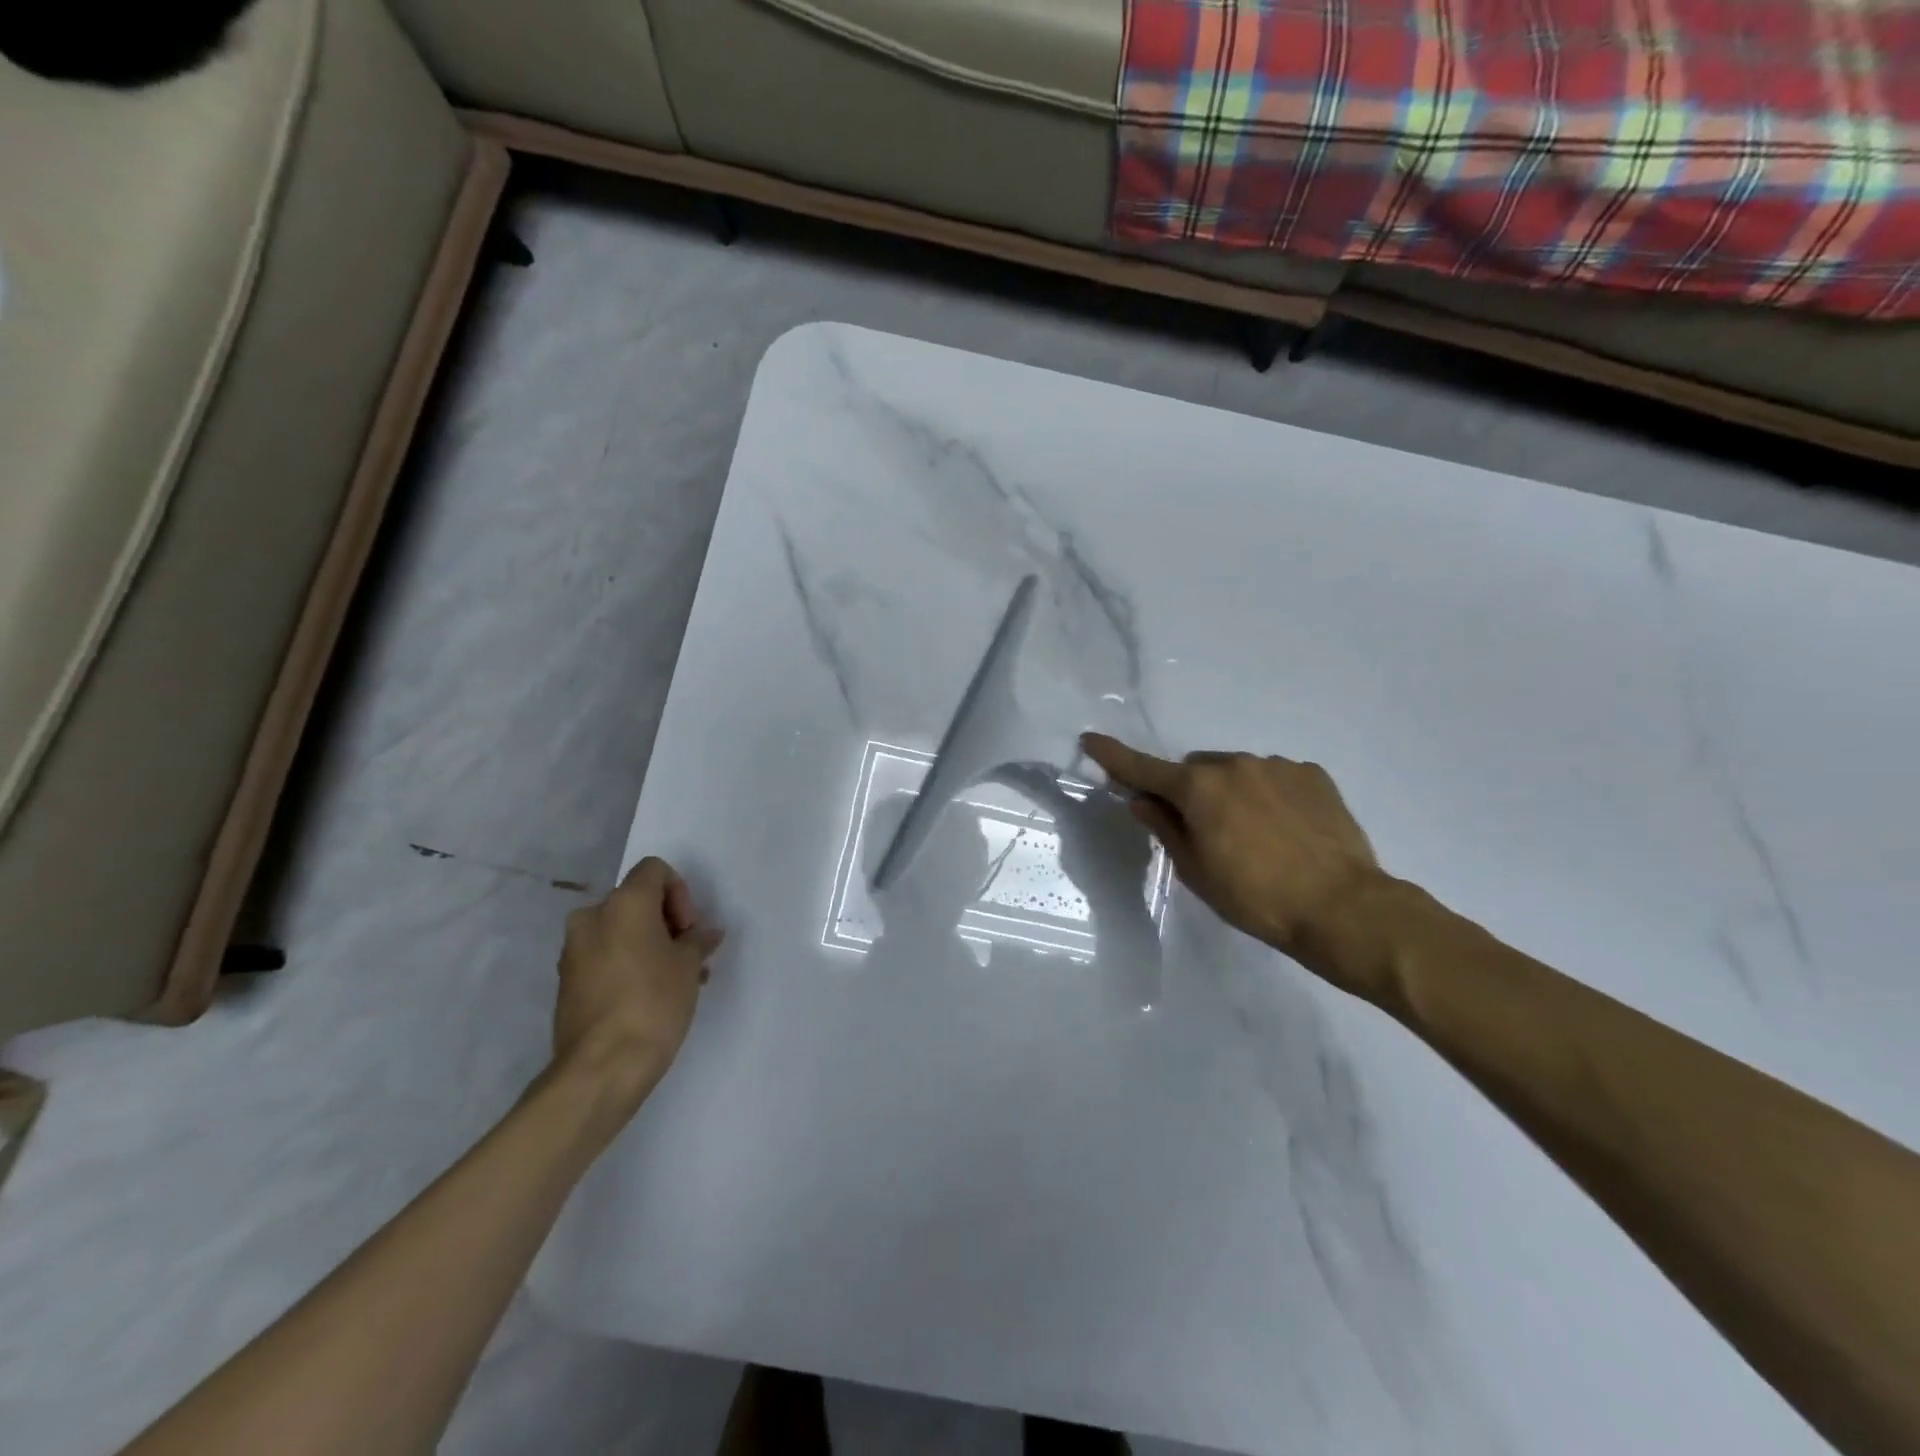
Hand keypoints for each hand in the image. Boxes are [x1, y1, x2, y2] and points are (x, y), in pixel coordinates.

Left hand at [550, 857, 724, 1116]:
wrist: (601, 1068)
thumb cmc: (653, 1003)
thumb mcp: (688, 966)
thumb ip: (697, 941)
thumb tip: (705, 934)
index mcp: (623, 903)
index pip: (654, 870)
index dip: (679, 893)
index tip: (688, 929)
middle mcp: (592, 917)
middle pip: (636, 901)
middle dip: (665, 922)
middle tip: (688, 955)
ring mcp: (574, 951)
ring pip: (620, 931)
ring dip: (648, 945)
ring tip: (676, 981)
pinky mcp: (567, 982)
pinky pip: (604, 957)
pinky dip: (627, 964)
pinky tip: (650, 995)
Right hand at [1082, 734, 1391, 993]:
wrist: (1343, 907)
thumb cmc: (1256, 897)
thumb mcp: (1197, 871)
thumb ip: (1165, 829)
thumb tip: (1141, 801)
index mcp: (1199, 788)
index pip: (1143, 768)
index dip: (1113, 756)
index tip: (1089, 739)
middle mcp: (1234, 764)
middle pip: (1194, 771)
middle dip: (1188, 792)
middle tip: (1201, 829)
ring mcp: (1277, 766)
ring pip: (1235, 772)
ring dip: (1229, 792)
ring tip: (1252, 834)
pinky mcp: (1312, 775)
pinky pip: (1273, 777)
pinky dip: (1266, 795)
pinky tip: (1283, 828)